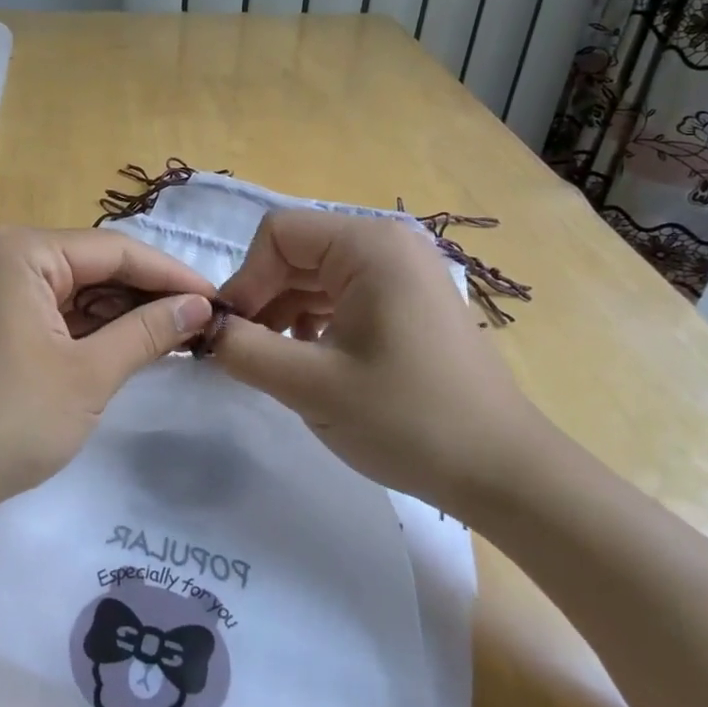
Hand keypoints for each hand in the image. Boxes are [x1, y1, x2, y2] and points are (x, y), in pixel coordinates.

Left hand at [0, 226, 215, 520]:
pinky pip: (48, 309)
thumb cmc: (5, 421)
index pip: (114, 250)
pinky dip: (86, 328)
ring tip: (174, 337)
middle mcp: (0, 252)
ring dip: (118, 314)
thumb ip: (149, 332)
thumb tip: (201, 306)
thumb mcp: (88, 374)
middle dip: (145, 296)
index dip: (171, 276)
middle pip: (92, 265)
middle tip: (201, 325)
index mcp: (20, 249)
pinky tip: (125, 345)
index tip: (220, 300)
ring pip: (72, 288)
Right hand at [212, 209, 553, 518]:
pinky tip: (309, 361)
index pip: (278, 233)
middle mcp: (388, 244)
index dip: (246, 278)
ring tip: (273, 361)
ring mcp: (404, 273)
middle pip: (298, 251)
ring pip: (317, 276)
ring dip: (284, 312)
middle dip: (263, 296)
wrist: (503, 473)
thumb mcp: (311, 385)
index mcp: (370, 245)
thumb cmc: (408, 419)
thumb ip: (244, 349)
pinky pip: (343, 295)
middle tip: (244, 351)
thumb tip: (204, 329)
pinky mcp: (409, 303)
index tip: (234, 332)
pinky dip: (314, 321)